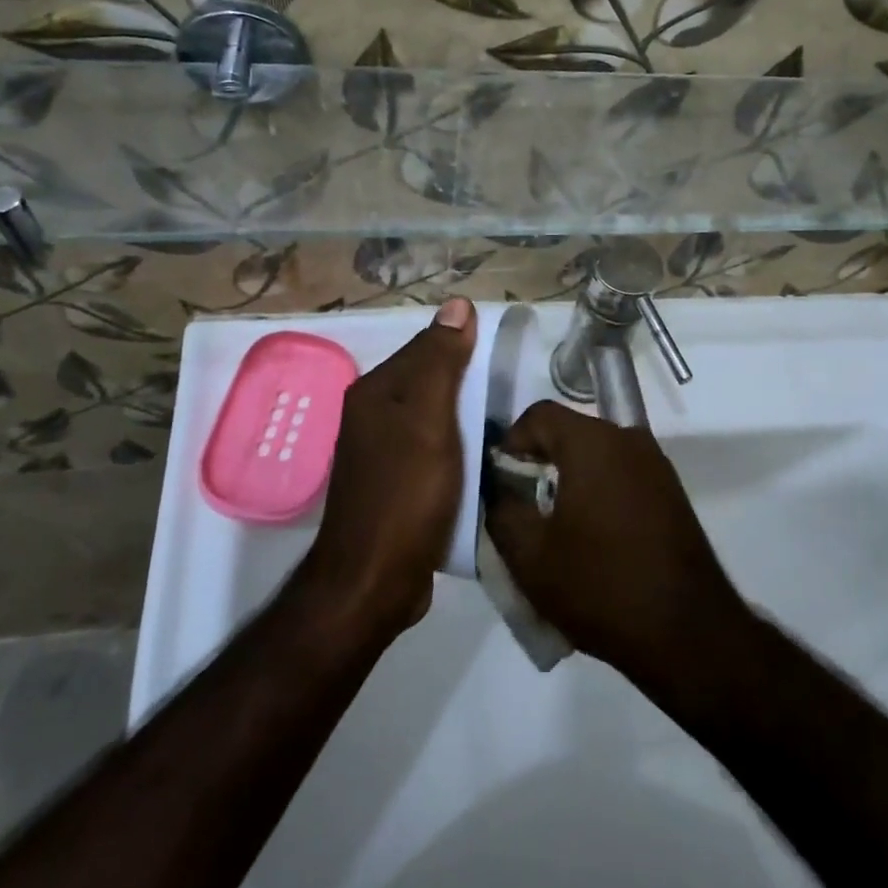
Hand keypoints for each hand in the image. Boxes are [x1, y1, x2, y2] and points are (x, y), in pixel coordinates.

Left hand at [305, 298, 475, 634]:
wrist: (374, 583)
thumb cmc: (405, 493)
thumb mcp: (430, 419)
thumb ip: (442, 361)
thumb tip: (457, 304)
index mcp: (376, 391)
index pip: (427, 346)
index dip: (466, 345)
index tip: (506, 353)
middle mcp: (373, 415)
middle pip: (431, 381)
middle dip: (468, 380)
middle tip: (514, 387)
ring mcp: (383, 453)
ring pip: (435, 416)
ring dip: (467, 415)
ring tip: (507, 418)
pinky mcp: (397, 485)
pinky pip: (435, 449)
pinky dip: (459, 446)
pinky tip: (483, 455)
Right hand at [484, 400, 749, 690]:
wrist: (687, 632)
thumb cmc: (601, 586)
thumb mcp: (530, 556)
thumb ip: (502, 510)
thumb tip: (498, 487)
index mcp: (593, 443)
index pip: (539, 415)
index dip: (511, 441)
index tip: (500, 481)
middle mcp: (628, 439)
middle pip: (570, 432)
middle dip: (540, 461)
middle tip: (521, 505)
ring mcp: (655, 464)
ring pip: (597, 455)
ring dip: (570, 479)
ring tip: (554, 526)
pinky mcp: (671, 491)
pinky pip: (621, 475)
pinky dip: (599, 492)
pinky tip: (592, 538)